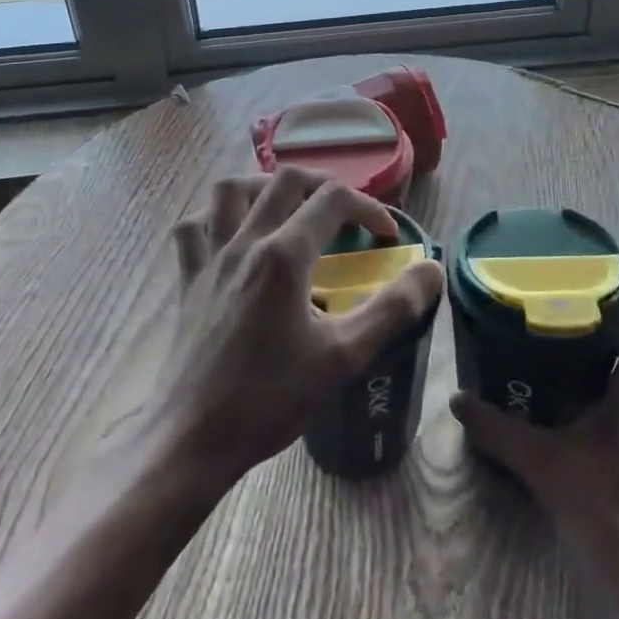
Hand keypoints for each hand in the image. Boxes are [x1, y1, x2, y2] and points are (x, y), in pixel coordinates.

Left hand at [153, 169, 442, 486]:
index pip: (332, 200)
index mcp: (283, 256)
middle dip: (322, 184)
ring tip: (287, 207)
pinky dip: (213, 216)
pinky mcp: (188, 279)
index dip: (368, 207)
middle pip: (283, 180)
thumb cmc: (270, 398)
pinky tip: (231, 232)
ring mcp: (209, 258)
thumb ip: (392, 309)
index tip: (387, 236)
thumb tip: (431, 269)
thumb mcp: (343, 357)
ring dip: (263, 186)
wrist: (194, 437)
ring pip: (229, 191)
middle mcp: (243, 243)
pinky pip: (193, 227)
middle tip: (345, 210)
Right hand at [450, 302, 618, 601]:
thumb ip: (500, 432)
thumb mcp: (547, 468)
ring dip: (616, 352)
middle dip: (615, 316)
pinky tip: (579, 400)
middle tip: (568, 300)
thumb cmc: (617, 513)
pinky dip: (615, 387)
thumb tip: (457, 400)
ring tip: (568, 339)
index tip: (595, 272)